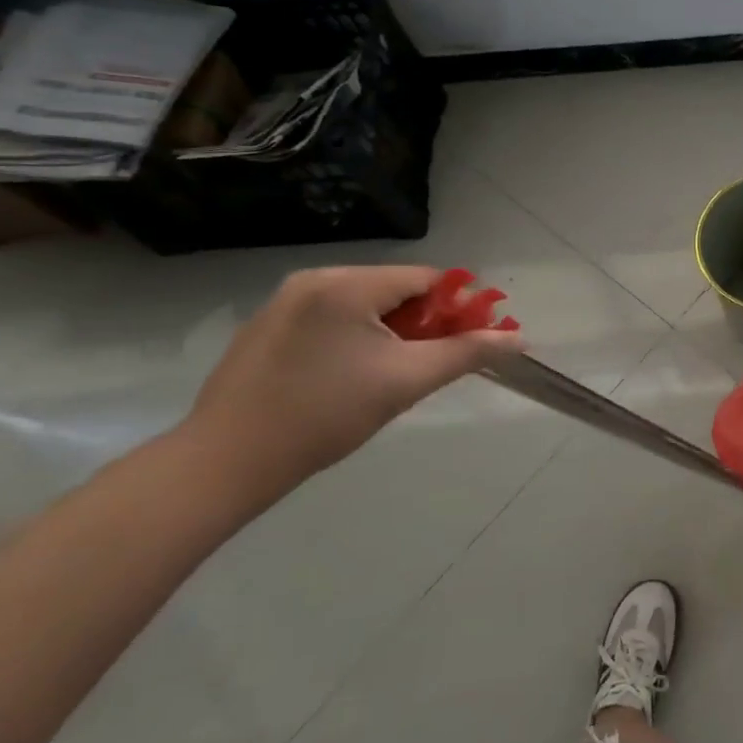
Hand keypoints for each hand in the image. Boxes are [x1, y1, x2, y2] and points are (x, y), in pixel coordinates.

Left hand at [180, 266, 524, 506]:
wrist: (224, 462)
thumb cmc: (325, 416)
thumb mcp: (407, 382)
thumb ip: (468, 353)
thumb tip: (518, 338)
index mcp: (348, 285)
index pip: (428, 279)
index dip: (458, 308)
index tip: (469, 342)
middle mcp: (315, 279)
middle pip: (396, 289)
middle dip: (425, 322)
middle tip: (430, 364)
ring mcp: (285, 301)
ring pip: (366, 304)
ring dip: (393, 331)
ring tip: (391, 375)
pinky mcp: (268, 326)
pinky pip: (334, 317)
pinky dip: (358, 337)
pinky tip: (351, 376)